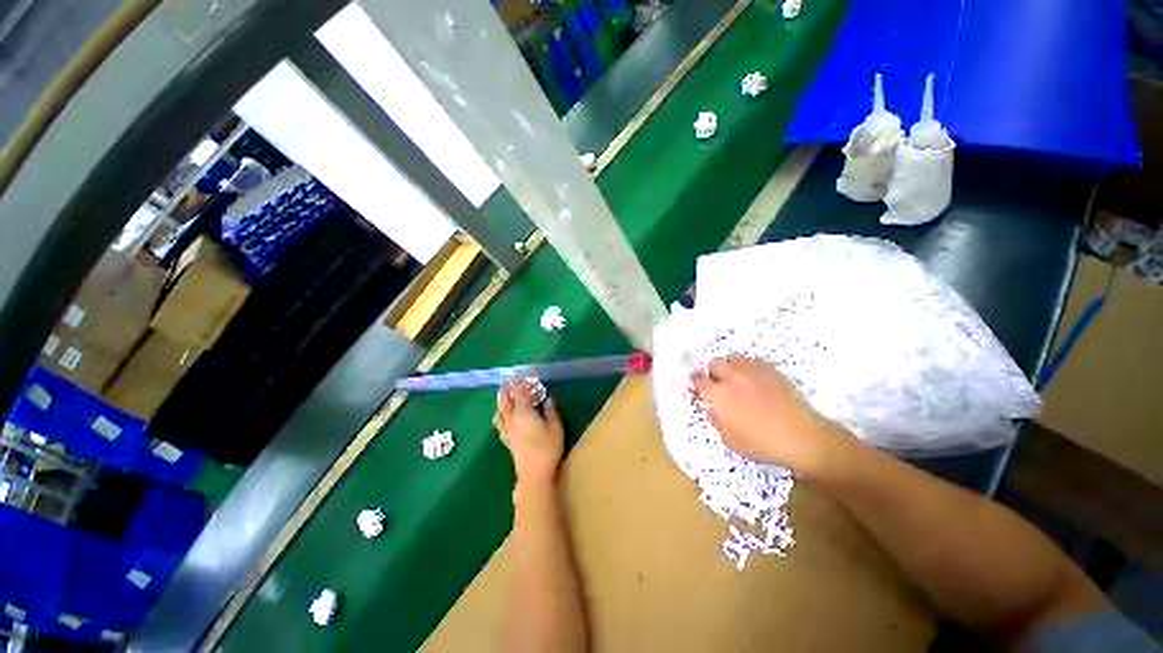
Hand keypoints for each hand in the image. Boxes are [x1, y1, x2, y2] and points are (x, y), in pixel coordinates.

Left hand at [495, 379, 564, 487]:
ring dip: (500, 403)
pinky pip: (499, 426)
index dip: (519, 382)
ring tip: (502, 399)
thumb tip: (548, 400)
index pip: (520, 393)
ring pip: (499, 413)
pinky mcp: (507, 441)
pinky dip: (499, 418)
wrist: (534, 473)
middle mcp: (513, 419)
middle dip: (505, 391)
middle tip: (506, 382)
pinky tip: (502, 420)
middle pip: (505, 401)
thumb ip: (551, 412)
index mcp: (524, 412)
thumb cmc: (547, 448)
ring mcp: (508, 431)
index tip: (518, 374)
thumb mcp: (555, 427)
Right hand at [691, 355, 850, 477]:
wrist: (801, 437)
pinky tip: (754, 378)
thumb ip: (717, 422)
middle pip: (715, 363)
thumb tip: (714, 411)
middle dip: (713, 372)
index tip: (697, 384)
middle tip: (717, 382)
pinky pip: (754, 360)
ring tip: (735, 376)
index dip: (696, 381)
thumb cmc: (762, 444)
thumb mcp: (731, 441)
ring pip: (733, 357)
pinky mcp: (771, 370)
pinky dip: (750, 366)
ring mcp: (752, 371)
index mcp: (719, 395)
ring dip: (730, 365)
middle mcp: (732, 378)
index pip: (699, 380)